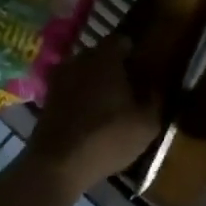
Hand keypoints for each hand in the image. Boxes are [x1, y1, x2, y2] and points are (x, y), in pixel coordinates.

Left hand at [28, 33, 162, 192]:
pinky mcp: (47, 100)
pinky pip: (71, 91)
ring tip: (111, 106)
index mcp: (105, 57)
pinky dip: (82, 99)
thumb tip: (158, 85)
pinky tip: (92, 118)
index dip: (135, 53)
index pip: (122, 41)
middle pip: (101, 56)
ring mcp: (59, 79)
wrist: (57, 165)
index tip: (145, 68)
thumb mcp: (147, 123)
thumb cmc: (108, 138)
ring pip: (84, 74)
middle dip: (115, 68)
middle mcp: (79, 60)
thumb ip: (156, 98)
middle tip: (131, 88)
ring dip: (97, 84)